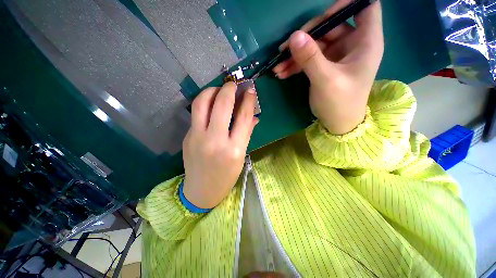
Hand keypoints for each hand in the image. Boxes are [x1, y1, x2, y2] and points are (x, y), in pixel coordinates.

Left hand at [183, 82, 258, 208]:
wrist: (201, 190)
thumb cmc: (226, 176)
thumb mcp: (241, 156)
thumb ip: (247, 133)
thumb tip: (254, 116)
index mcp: (234, 149)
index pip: (243, 116)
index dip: (248, 100)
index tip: (250, 90)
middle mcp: (215, 140)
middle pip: (222, 104)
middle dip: (229, 89)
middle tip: (234, 84)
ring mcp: (197, 137)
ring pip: (202, 103)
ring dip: (211, 90)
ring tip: (219, 90)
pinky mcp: (188, 136)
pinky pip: (196, 113)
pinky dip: (204, 103)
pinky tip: (211, 104)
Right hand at [274, 0, 383, 134]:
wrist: (337, 123)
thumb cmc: (340, 103)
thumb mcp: (325, 80)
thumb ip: (311, 58)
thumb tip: (294, 36)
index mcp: (365, 41)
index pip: (365, 6)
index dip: (346, 3)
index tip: (324, 14)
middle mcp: (352, 44)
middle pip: (330, 26)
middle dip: (306, 36)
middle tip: (285, 49)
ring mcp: (336, 56)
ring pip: (315, 44)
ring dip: (295, 54)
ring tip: (278, 66)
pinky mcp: (324, 66)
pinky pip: (309, 59)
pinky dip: (295, 64)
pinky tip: (282, 73)